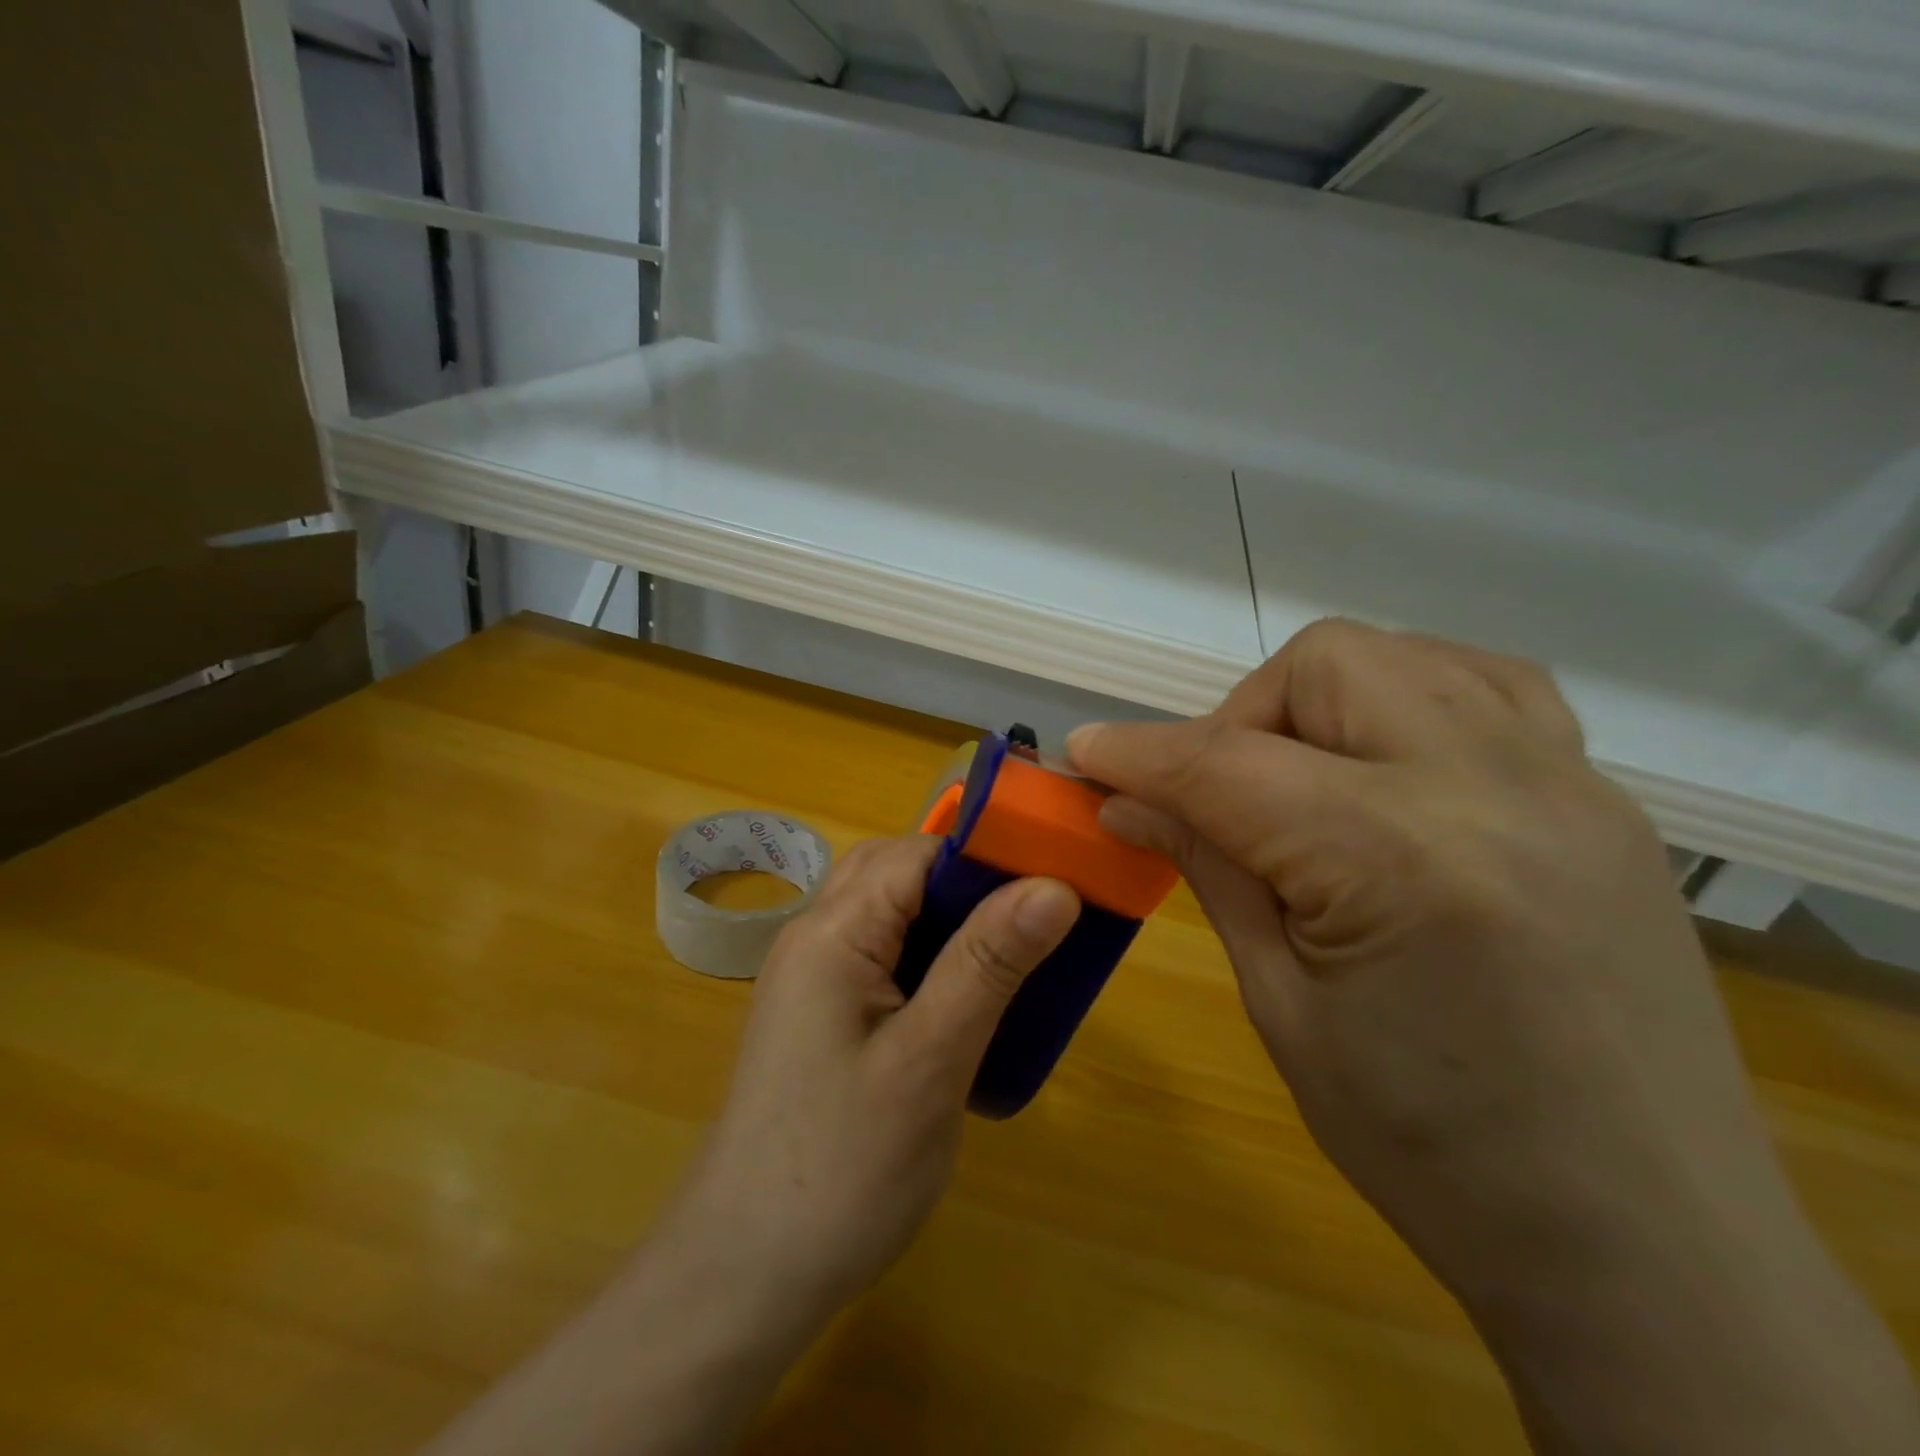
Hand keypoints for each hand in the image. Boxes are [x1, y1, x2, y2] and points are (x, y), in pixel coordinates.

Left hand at [667, 835, 1079, 1333]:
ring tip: (1014, 959)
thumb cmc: (842, 1168)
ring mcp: (814, 978)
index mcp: (831, 932)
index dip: (985, 856)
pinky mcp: (823, 1016)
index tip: (1055, 880)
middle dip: (969, 884)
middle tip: (1035, 923)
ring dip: (953, 922)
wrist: (744, 1278)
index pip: (916, 853)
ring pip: (893, 915)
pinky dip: (931, 960)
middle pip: (899, 874)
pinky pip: (884, 957)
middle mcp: (815, 938)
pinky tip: (967, 1003)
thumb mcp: (929, 1062)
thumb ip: (987, 965)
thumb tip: (1054, 886)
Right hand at [1068, 619, 1918, 1454]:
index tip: (1084, 754)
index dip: (1137, 753)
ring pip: (1408, 656)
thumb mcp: (1282, 1006)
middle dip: (1239, 715)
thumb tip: (1127, 801)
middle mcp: (1494, 787)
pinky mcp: (1603, 800)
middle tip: (1213, 795)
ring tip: (1298, 778)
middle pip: (1326, 665)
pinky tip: (1386, 768)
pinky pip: (1489, 690)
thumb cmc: (1431, 1149)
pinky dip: (1411, 700)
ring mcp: (1567, 783)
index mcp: (1398, 858)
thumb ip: (1209, 870)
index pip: (1227, 765)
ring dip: (1322, 698)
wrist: (1645, 1242)